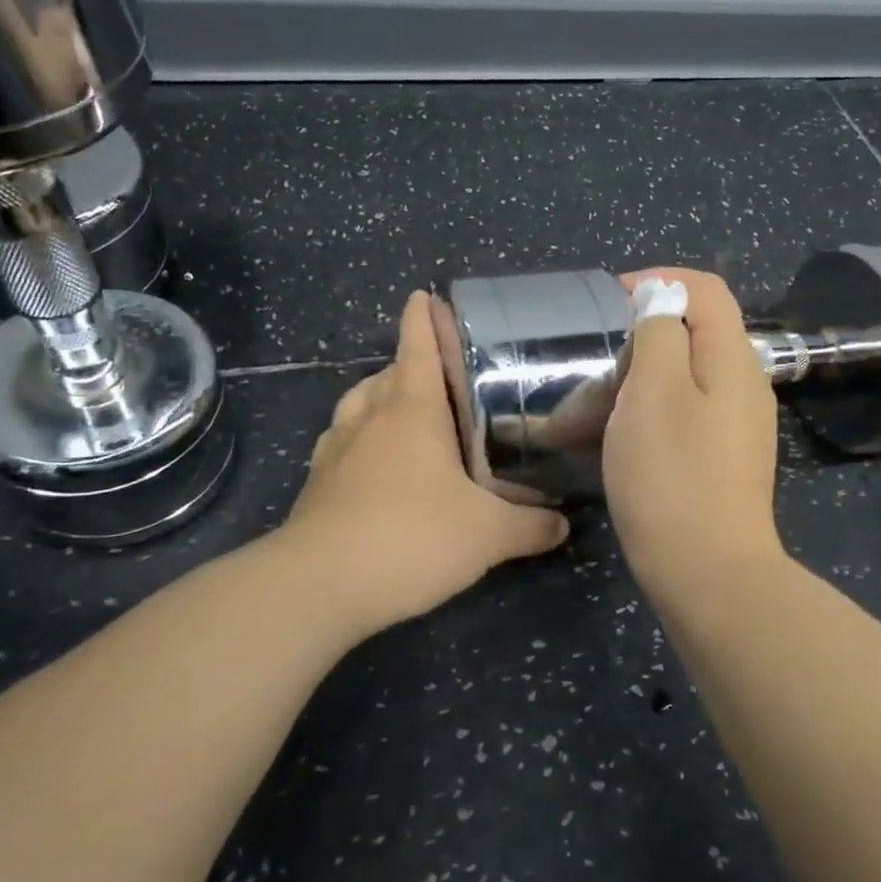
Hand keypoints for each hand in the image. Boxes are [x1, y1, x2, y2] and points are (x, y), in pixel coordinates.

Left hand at [278, 290, 569, 635]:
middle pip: (388, 374)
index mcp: (411, 409)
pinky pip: (342, 443)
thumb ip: (531, 526)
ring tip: (407, 415)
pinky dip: (360, 440)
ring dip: (380, 399)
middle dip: (411, 365)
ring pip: (358, 405)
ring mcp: (335, 449)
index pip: (417, 345)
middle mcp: (369, 417)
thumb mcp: (488, 535)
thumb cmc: (411, 537)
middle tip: (444, 377)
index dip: (422, 317)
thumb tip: (563, 523)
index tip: (424, 296)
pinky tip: (377, 466)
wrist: (319, 585)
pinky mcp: (317, 483)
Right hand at [602, 269, 786, 601]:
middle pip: (693, 334)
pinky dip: (644, 415)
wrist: (707, 575)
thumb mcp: (654, 391)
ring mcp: (735, 428)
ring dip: (634, 381)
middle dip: (638, 337)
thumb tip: (661, 297)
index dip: (658, 281)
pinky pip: (682, 417)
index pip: (705, 289)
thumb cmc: (672, 475)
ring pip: (682, 379)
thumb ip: (659, 332)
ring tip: (588, 408)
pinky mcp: (721, 461)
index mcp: (733, 359)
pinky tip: (612, 440)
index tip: (608, 303)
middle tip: (593, 364)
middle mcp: (744, 386)